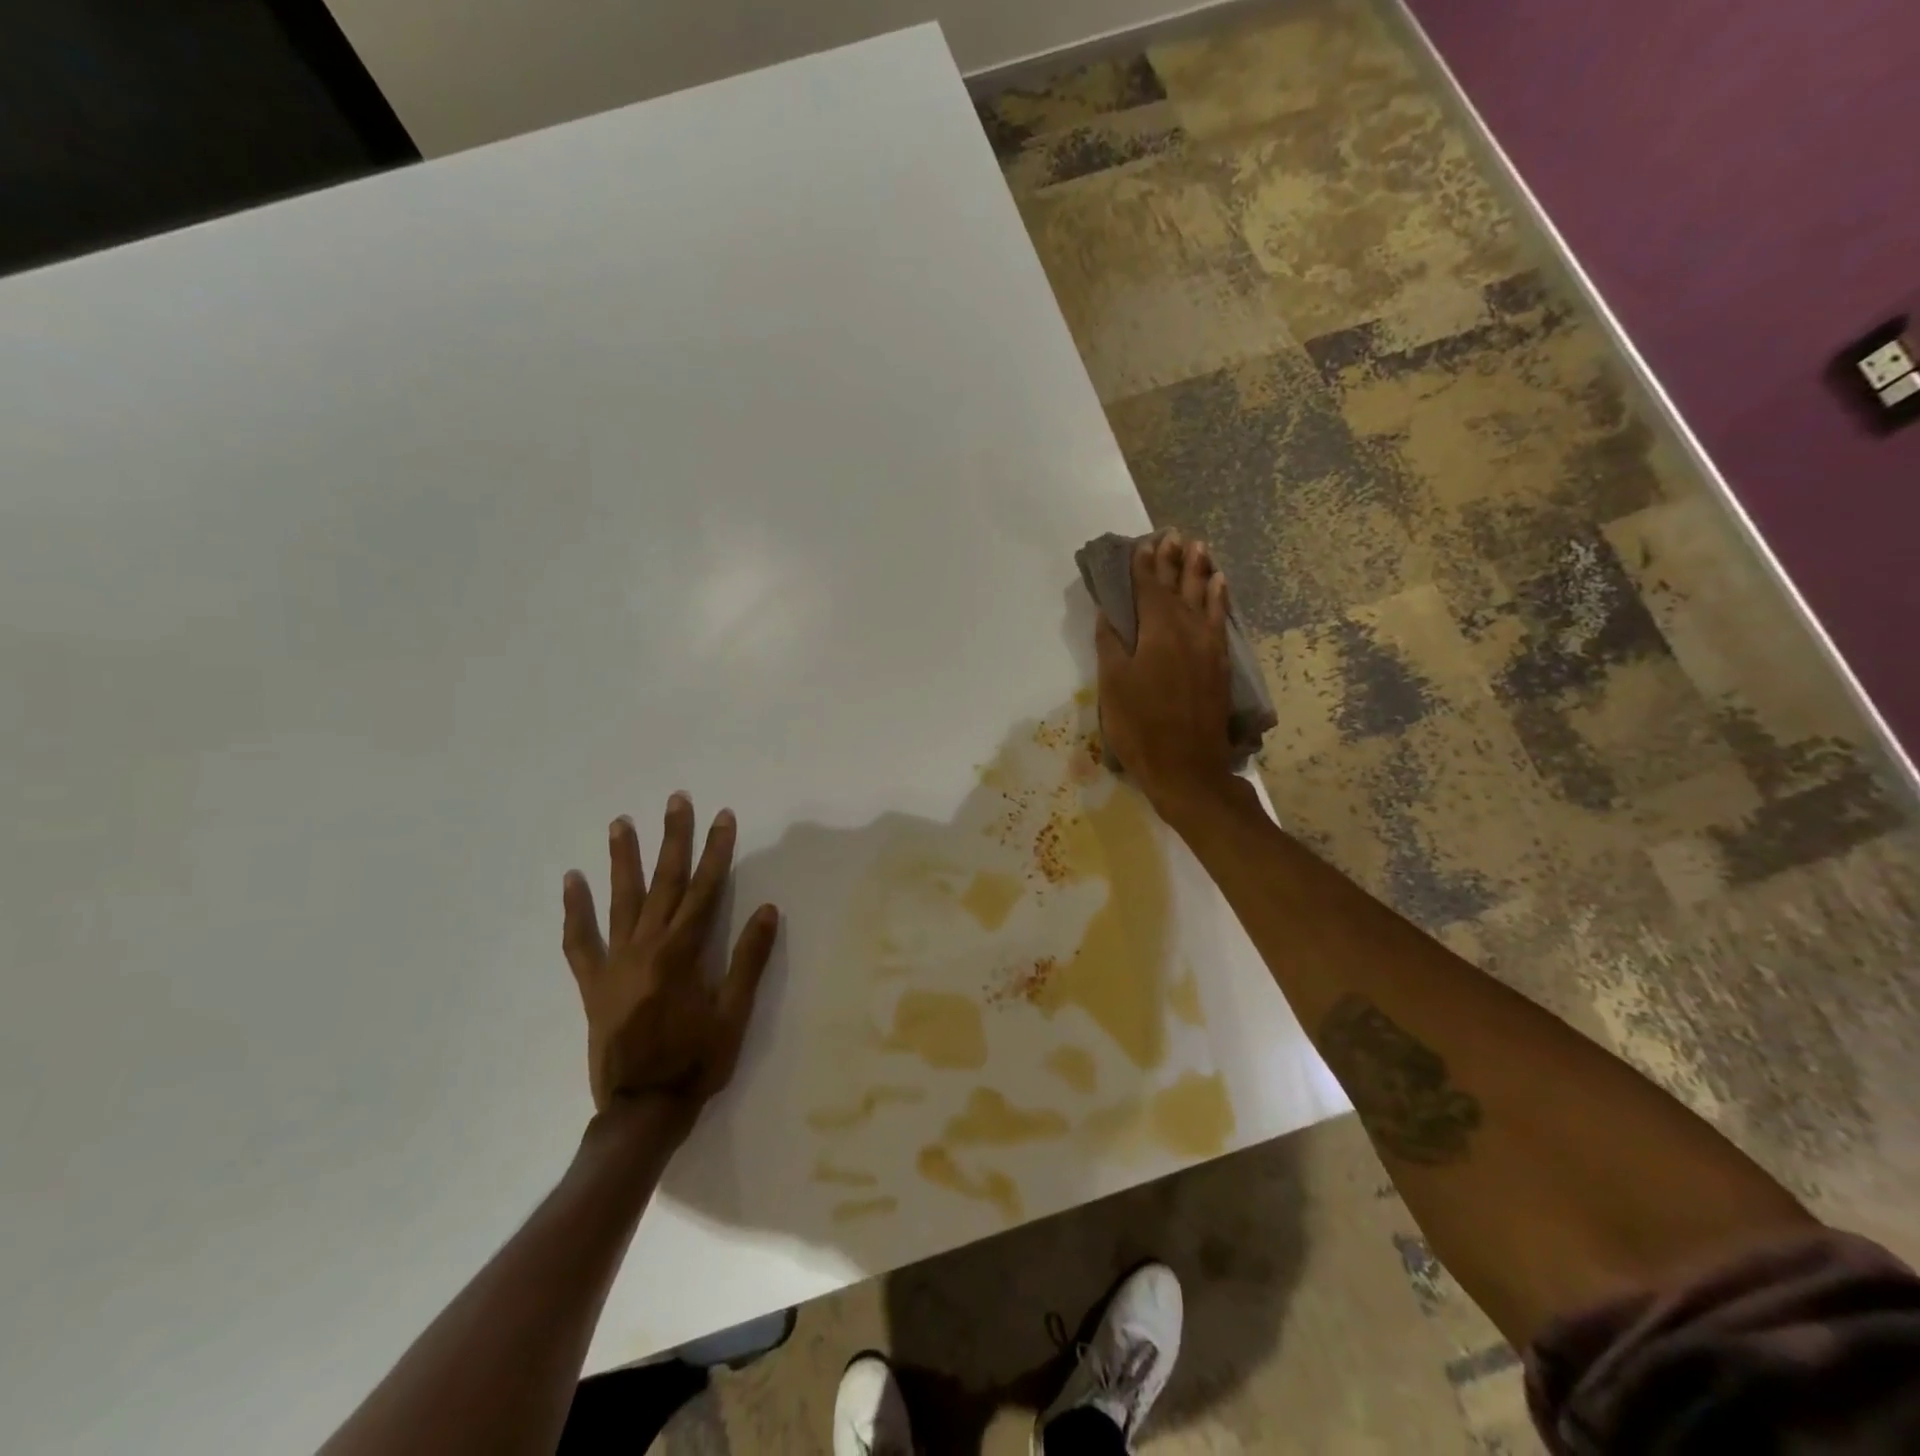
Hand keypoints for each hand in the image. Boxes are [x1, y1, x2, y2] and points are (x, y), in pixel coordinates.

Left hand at [560, 794, 779, 1139]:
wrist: (642, 1109)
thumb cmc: (696, 1062)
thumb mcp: (734, 1014)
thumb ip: (748, 959)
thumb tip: (768, 909)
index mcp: (683, 952)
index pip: (706, 888)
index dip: (717, 850)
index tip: (723, 817)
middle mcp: (647, 947)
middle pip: (664, 882)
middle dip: (673, 838)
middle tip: (675, 800)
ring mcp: (615, 963)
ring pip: (620, 900)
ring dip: (622, 859)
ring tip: (620, 823)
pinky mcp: (593, 984)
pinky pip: (580, 941)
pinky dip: (575, 910)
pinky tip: (572, 881)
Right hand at [1094, 531, 1239, 820]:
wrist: (1186, 767)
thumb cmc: (1140, 727)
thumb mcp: (1113, 686)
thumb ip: (1111, 645)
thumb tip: (1110, 613)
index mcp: (1157, 631)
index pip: (1149, 589)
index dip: (1144, 566)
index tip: (1142, 544)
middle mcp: (1187, 630)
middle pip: (1179, 586)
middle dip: (1173, 560)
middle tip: (1173, 534)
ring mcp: (1208, 646)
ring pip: (1205, 597)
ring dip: (1200, 571)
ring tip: (1199, 547)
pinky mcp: (1220, 663)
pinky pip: (1221, 619)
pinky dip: (1219, 598)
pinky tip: (1220, 586)